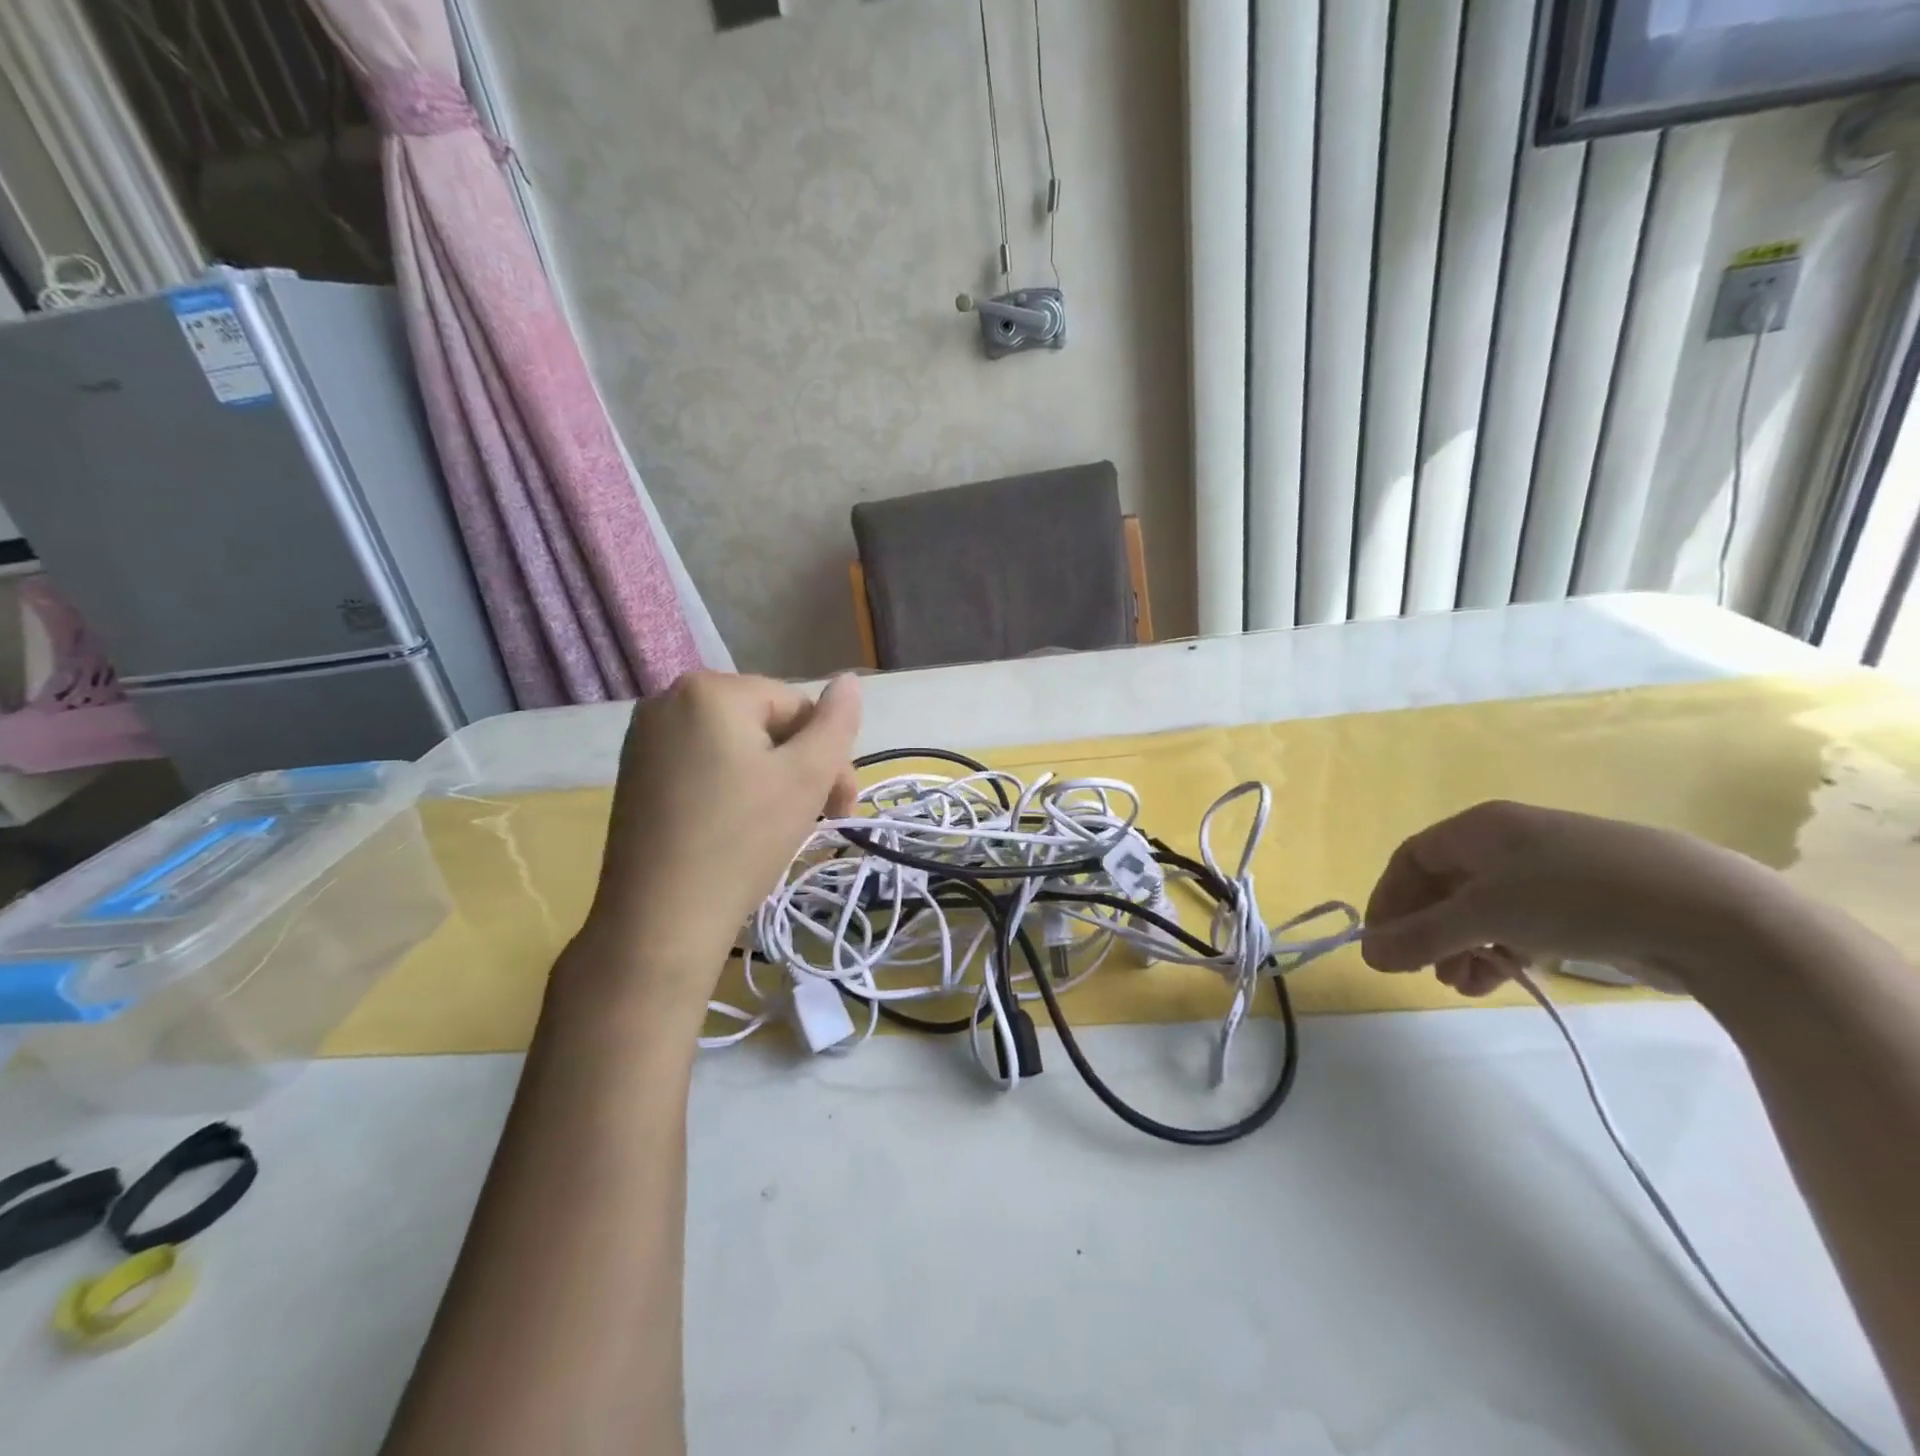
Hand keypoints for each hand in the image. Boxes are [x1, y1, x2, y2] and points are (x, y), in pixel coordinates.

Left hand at [578, 672, 860, 1007]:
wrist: (661, 920)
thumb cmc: (742, 840)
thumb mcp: (806, 776)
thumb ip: (836, 722)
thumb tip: (849, 680)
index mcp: (710, 689)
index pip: (796, 706)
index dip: (828, 755)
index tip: (840, 807)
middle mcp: (668, 699)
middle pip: (764, 725)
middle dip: (799, 768)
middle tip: (818, 819)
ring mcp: (645, 738)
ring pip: (736, 747)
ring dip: (770, 780)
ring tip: (779, 827)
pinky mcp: (635, 774)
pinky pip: (703, 765)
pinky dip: (732, 788)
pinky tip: (739, 827)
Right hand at [1360, 801, 1781, 997]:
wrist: (1713, 915)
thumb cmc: (1577, 896)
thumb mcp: (1486, 915)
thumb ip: (1421, 936)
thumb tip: (1367, 955)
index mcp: (1480, 828)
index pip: (1411, 859)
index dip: (1389, 900)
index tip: (1380, 943)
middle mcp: (1510, 843)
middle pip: (1445, 886)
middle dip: (1428, 930)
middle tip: (1420, 970)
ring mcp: (1550, 873)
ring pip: (1483, 910)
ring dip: (1461, 947)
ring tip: (1460, 985)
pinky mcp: (1585, 904)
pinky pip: (1521, 925)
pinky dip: (1501, 952)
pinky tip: (1498, 982)